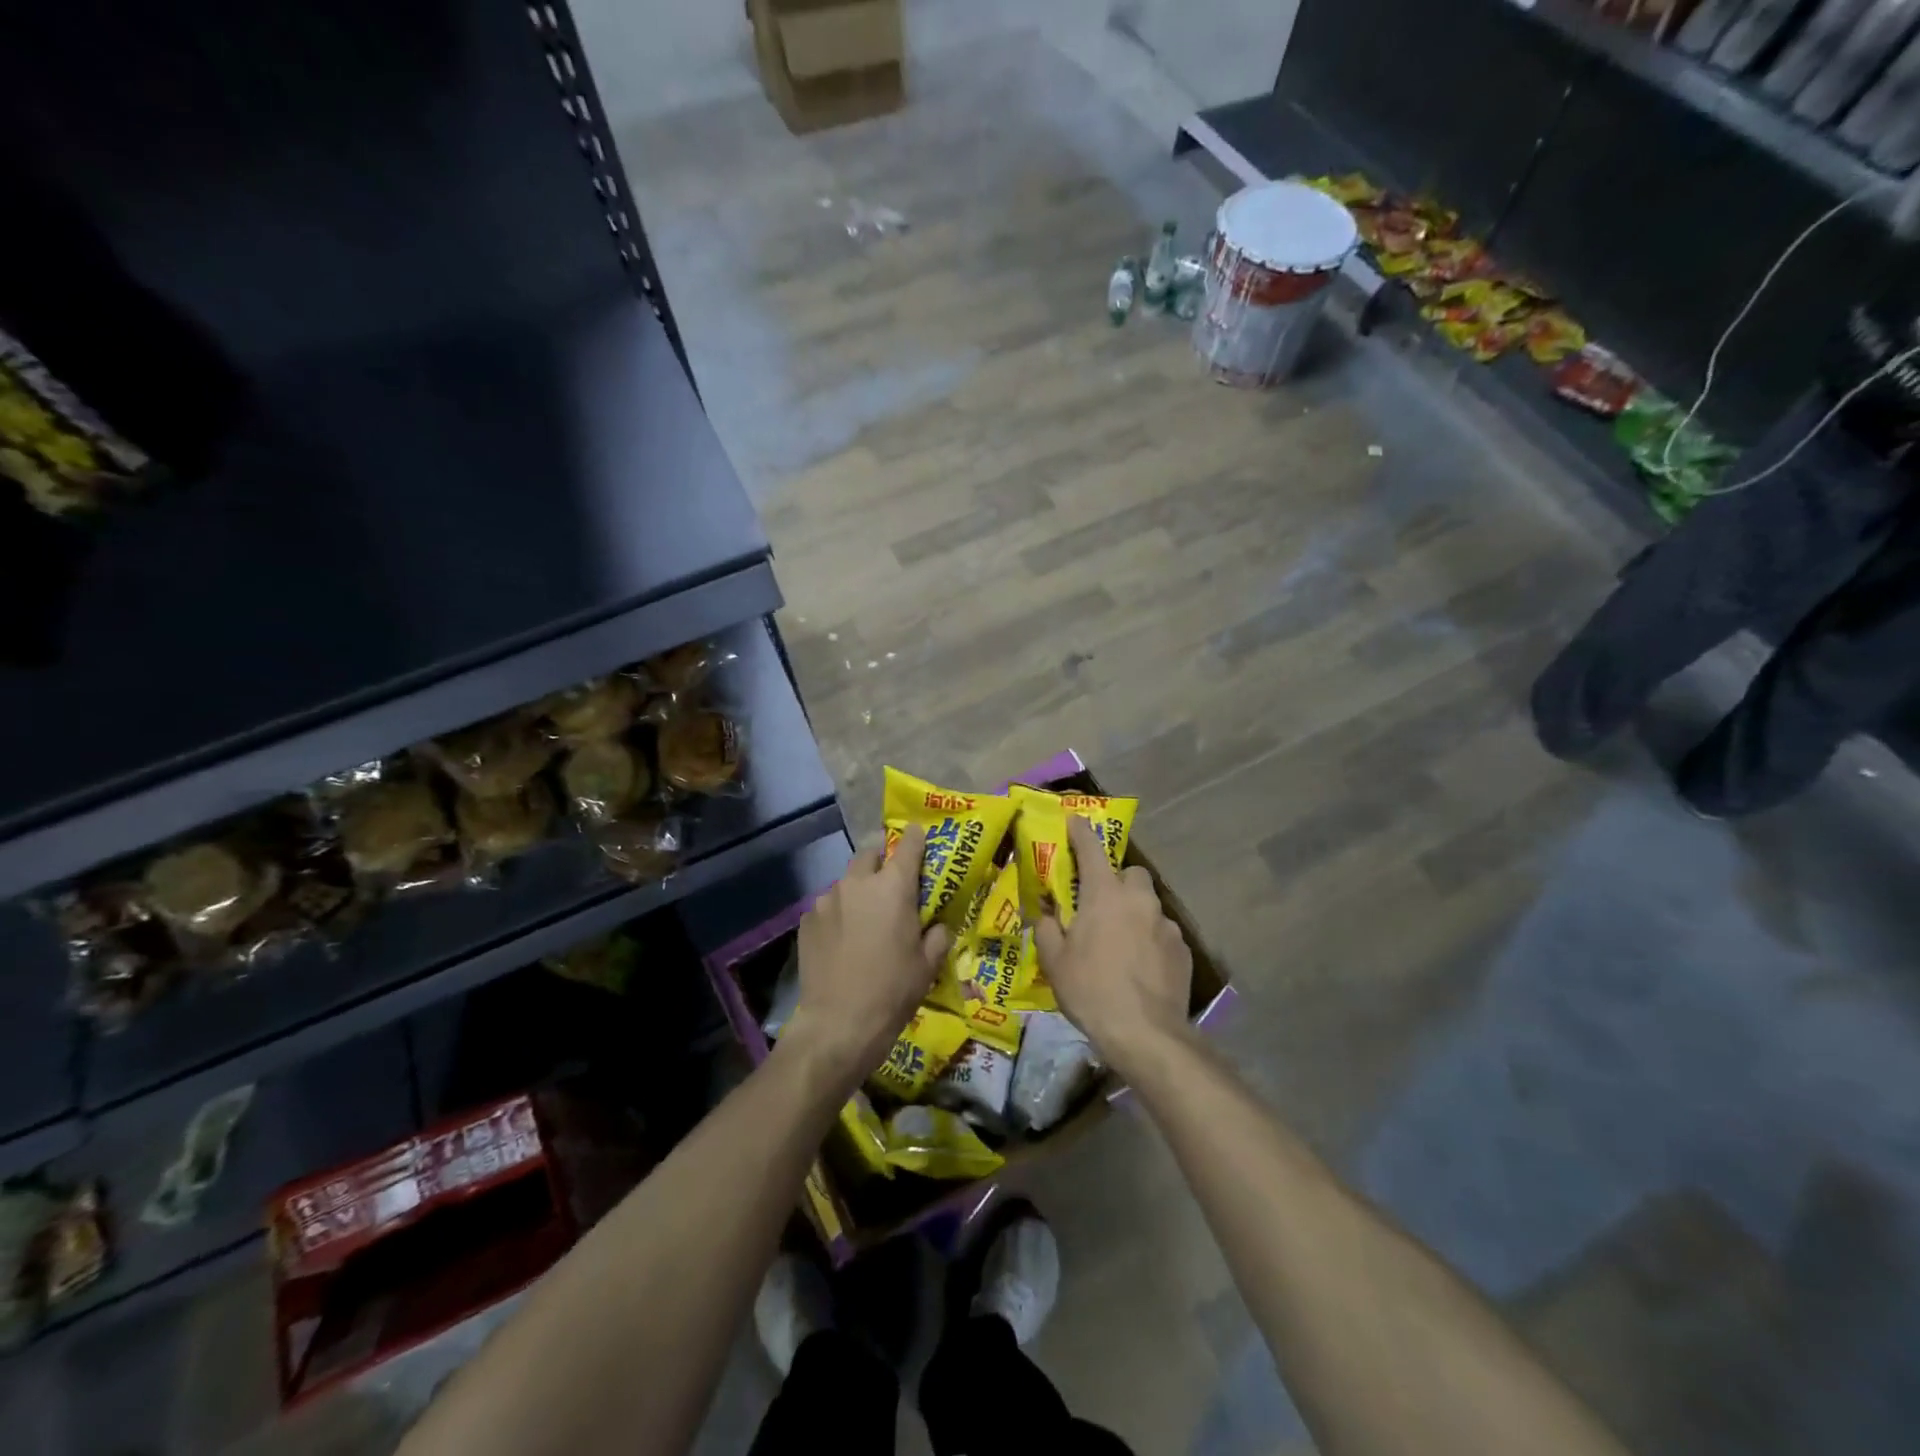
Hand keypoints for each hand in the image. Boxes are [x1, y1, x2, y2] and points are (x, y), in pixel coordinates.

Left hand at [783, 824, 951, 1088]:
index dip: (917, 838)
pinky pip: (828, 905)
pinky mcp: (807, 919)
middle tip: (891, 881)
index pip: (909, 845)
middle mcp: (857, 882)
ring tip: (865, 916)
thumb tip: (937, 924)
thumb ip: (937, 934)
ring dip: (858, 889)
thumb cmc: (893, 991)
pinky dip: (839, 912)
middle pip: (870, 853)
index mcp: (893, 887)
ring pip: (847, 880)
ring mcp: (827, 899)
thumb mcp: (928, 964)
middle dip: (881, 859)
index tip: (921, 834)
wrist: (838, 1024)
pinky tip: (843, 938)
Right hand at [1035, 816, 1191, 1073]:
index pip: (1091, 849)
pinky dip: (1151, 940)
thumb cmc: (1091, 990)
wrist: (1144, 1033)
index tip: (1075, 820)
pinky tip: (1141, 965)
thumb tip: (1044, 914)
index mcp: (1104, 894)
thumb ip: (1046, 928)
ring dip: (1134, 913)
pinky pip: (1162, 933)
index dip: (1081, 832)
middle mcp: (1139, 900)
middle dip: (1117, 880)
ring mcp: (1166, 924)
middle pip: (1131, 873)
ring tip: (1121, 942)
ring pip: (1149, 905)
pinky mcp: (1183, 949)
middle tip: (1101, 904)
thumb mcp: (1054, 961)